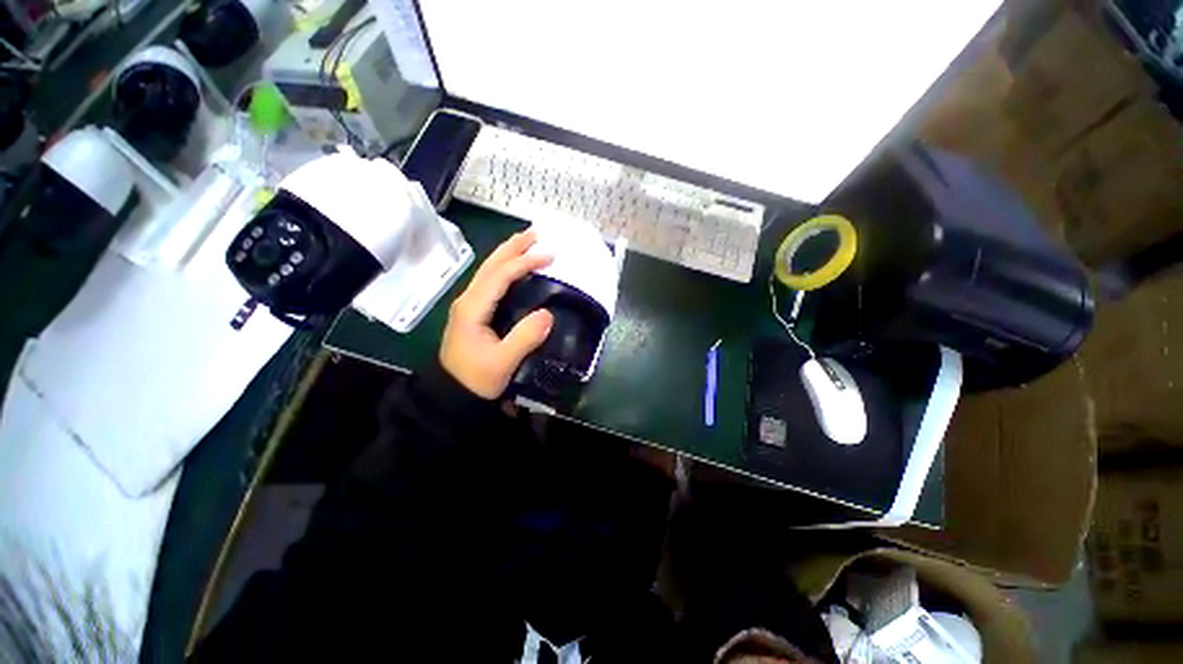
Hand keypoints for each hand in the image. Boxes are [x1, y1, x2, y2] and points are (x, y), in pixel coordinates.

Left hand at [440, 230, 554, 398]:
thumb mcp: (502, 363)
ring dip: (507, 255)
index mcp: (473, 307)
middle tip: (536, 234)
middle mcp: (468, 300)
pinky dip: (505, 270)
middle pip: (490, 265)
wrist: (451, 396)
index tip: (549, 256)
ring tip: (527, 244)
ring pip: (489, 272)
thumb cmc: (475, 380)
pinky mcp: (473, 313)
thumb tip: (548, 313)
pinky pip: (491, 283)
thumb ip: (524, 338)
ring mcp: (469, 306)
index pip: (500, 275)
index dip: (524, 262)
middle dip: (512, 247)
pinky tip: (515, 270)